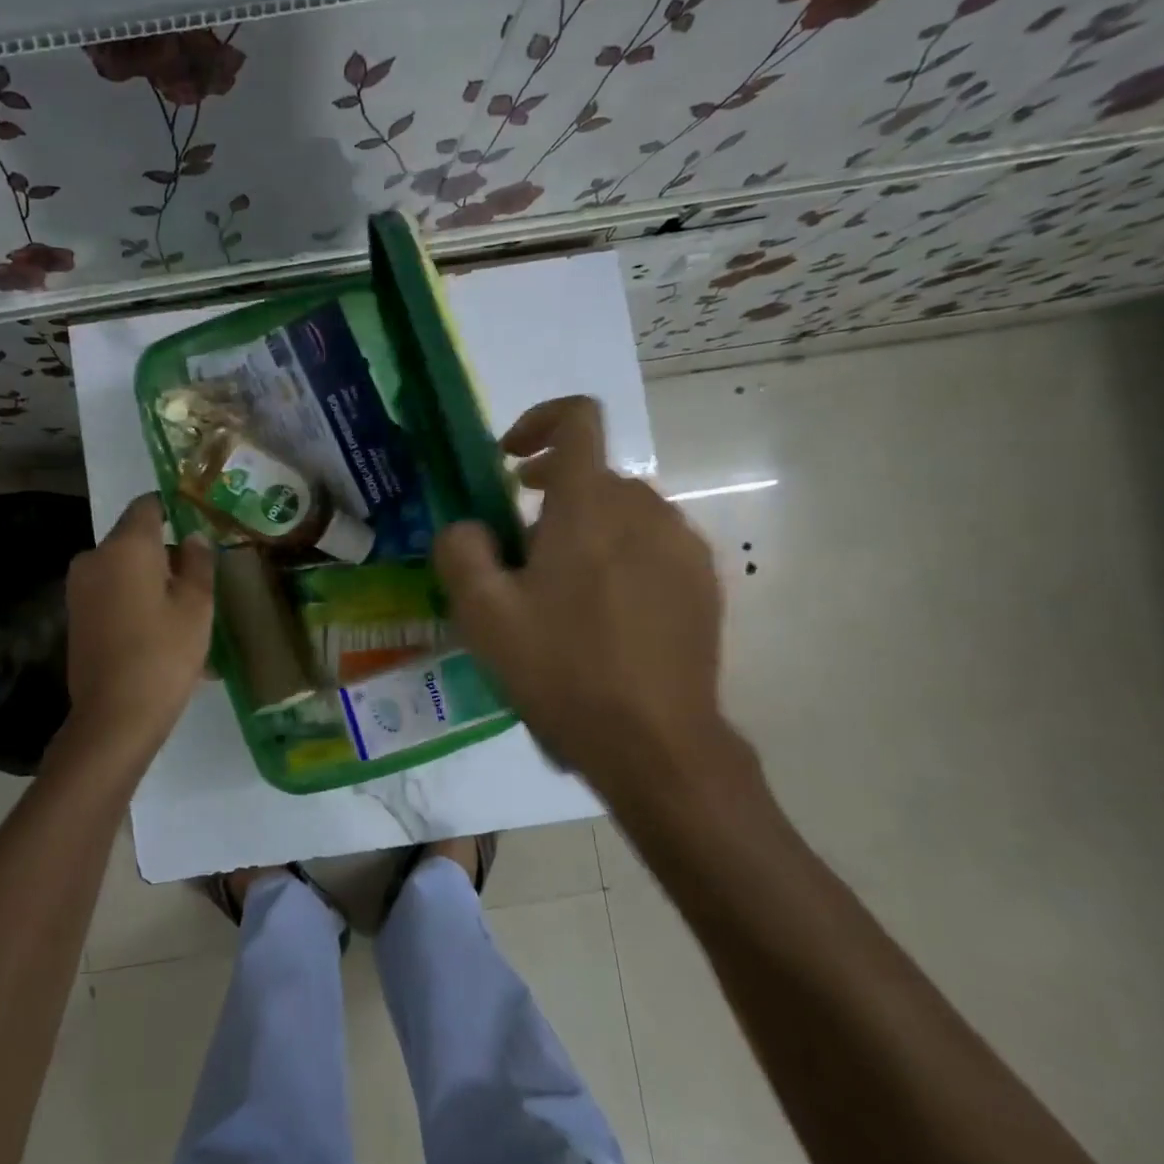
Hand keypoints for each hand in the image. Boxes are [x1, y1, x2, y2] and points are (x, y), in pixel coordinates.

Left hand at [63, 494, 214, 752]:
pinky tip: (161, 634)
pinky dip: (135, 602)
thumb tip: (194, 537)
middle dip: (166, 554)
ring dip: (152, 582)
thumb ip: (198, 562)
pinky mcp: (76, 616)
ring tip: (185, 616)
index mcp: (126, 546)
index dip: (174, 509)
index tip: (198, 526)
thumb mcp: (197, 606)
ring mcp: (80, 588)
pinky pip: (112, 594)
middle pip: (135, 540)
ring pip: (124, 570)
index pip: (148, 505)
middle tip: (200, 582)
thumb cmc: (163, 655)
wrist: (113, 717)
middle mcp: (94, 557)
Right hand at [434, 396, 758, 826]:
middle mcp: (645, 510)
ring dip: (585, 529)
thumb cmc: (561, 670)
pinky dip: (619, 557)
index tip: (510, 461)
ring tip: (558, 591)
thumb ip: (461, 551)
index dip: (539, 421)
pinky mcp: (702, 583)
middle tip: (517, 547)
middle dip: (550, 495)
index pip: (578, 419)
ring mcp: (682, 547)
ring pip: (623, 512)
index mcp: (590, 505)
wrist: (656, 744)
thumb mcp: (482, 614)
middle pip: (594, 474)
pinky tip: (602, 617)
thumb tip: (471, 529)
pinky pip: (652, 546)